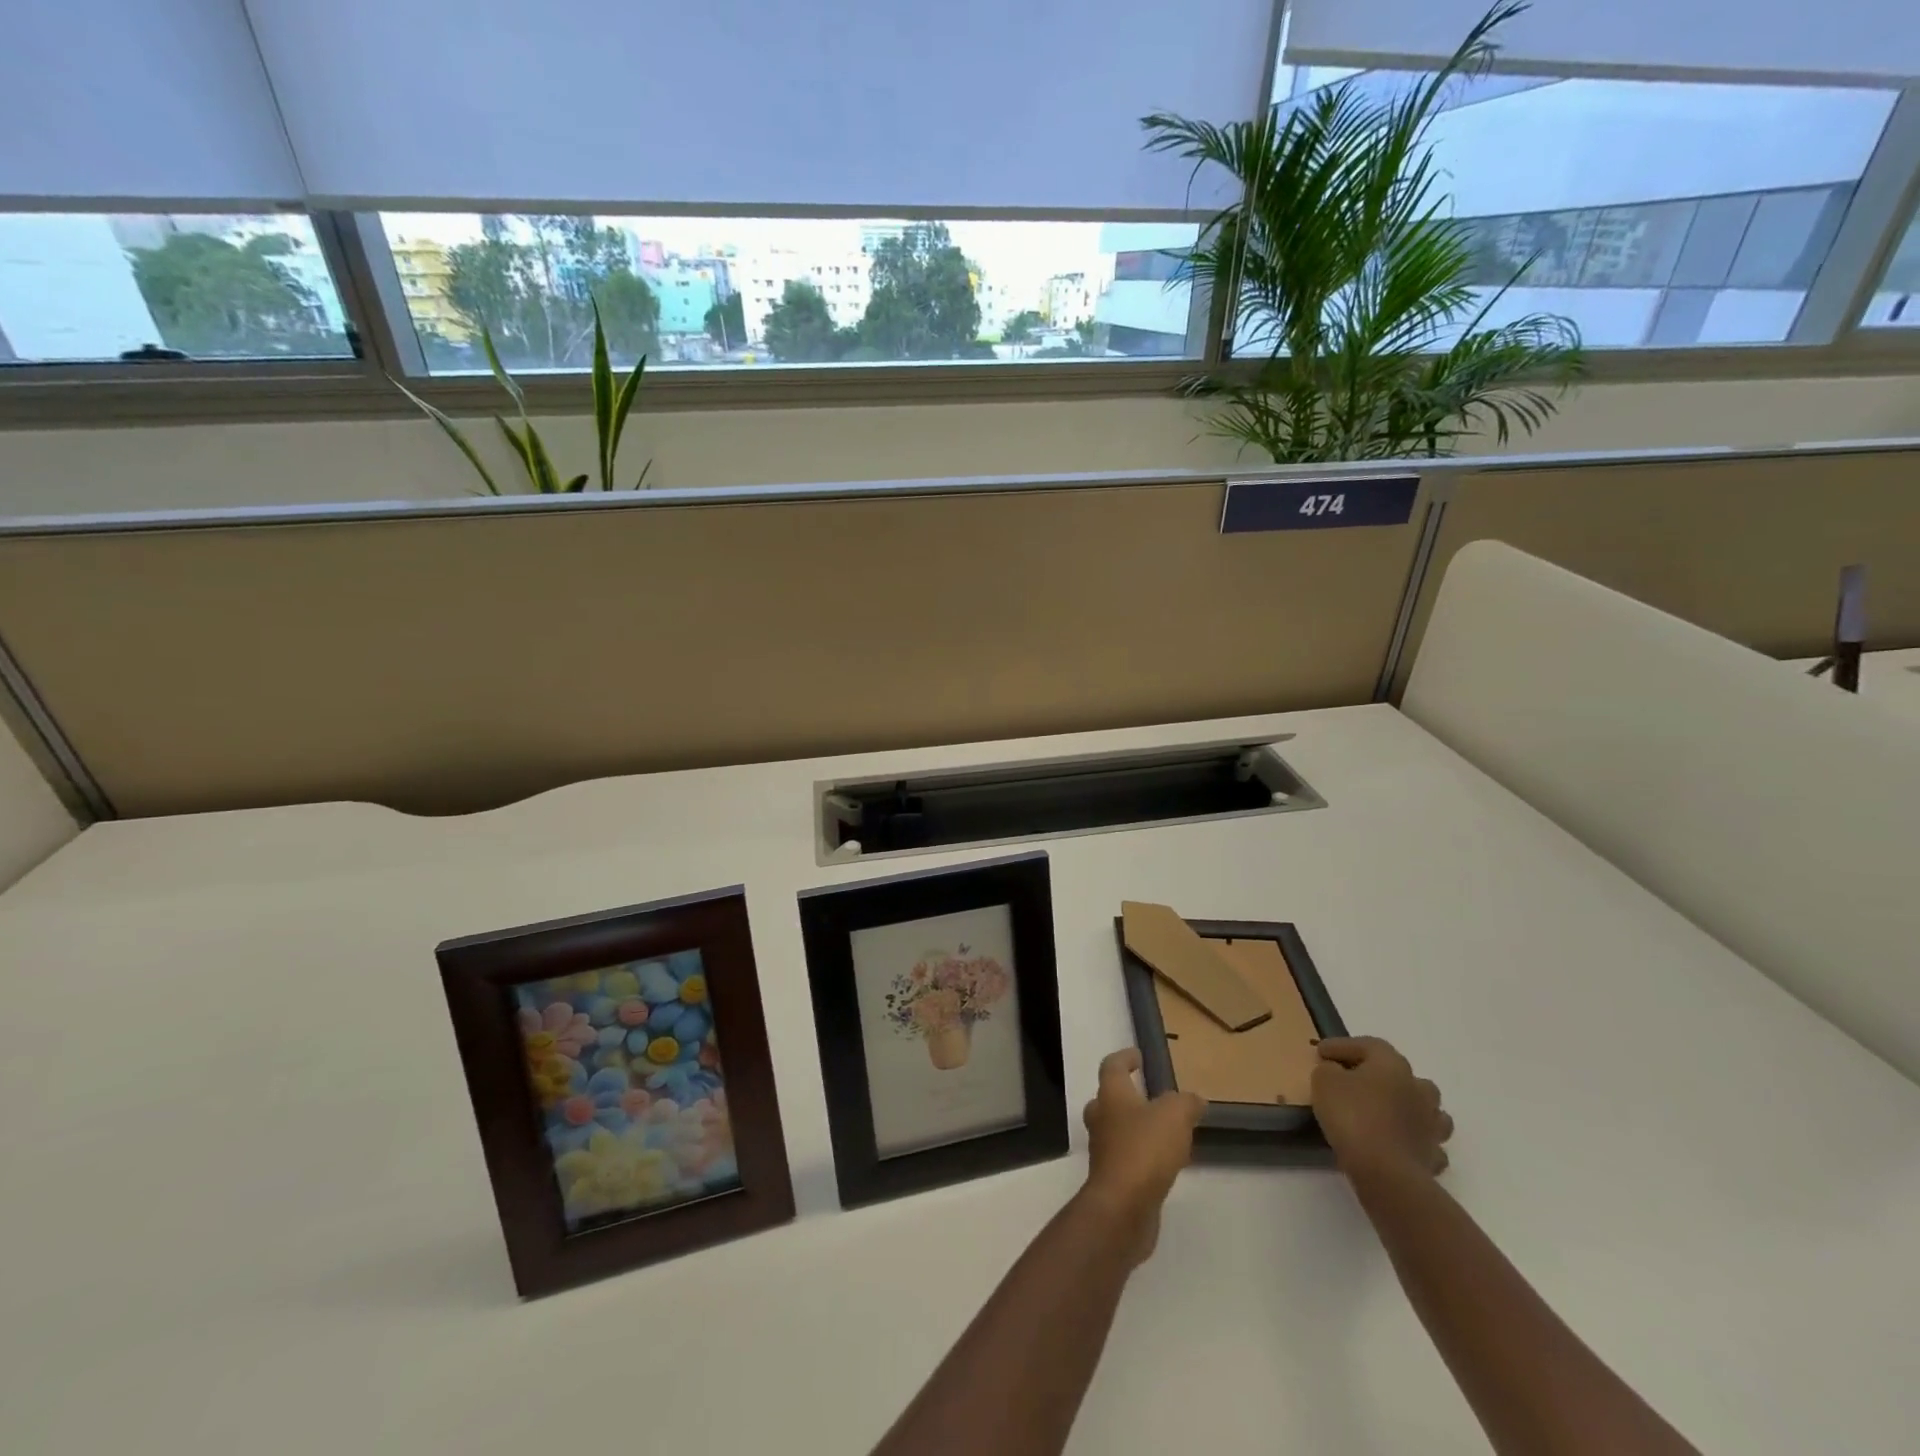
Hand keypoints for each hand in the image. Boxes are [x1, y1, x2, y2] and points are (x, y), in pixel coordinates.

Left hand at [1081, 1048, 1205, 1261]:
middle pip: (1108, 1098)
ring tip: (1164, 1130)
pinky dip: (1142, 1154)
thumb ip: (1186, 1103)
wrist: (1122, 1207)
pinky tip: (1164, 1162)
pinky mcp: (1112, 1179)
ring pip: (1116, 1129)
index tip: (1138, 1055)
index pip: (1112, 1066)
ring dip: (1135, 1127)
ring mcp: (1104, 1150)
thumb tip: (1194, 1100)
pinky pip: (1126, 1157)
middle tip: (1148, 1095)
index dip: (1124, 1057)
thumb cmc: (1144, 1149)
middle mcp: (1102, 1118)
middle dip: (1125, 1095)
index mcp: (1111, 1095)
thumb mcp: (1175, 1116)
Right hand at [1312, 1036, 1453, 1185]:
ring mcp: (1431, 1124)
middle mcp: (1418, 1089)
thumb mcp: (1324, 1081)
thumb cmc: (1353, 1116)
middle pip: (1401, 1073)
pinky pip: (1425, 1140)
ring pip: (1424, 1107)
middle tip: (1354, 1080)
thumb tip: (1336, 1071)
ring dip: (1406, 1106)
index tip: (1321, 1052)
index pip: (1368, 1045)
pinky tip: (1399, 1142)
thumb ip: (1329, 1069)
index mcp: (1392, 1065)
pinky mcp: (1433, 1155)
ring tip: (1385, 1111)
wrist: (1386, 1172)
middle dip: (1378, 1074)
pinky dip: (1413, 1139)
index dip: (1342, 1046)